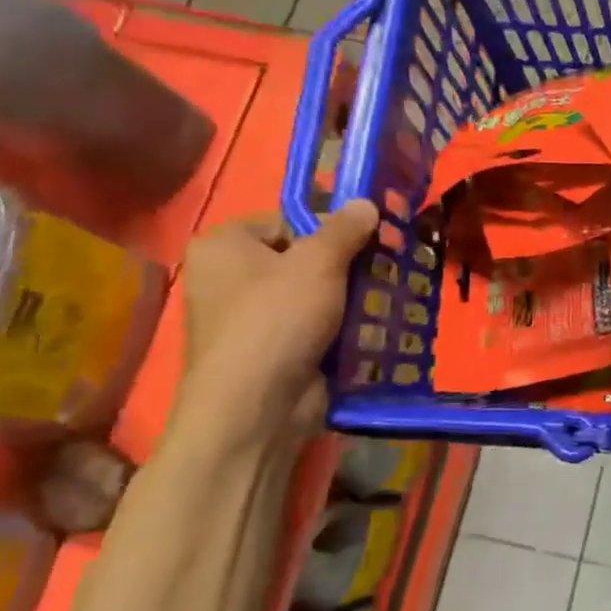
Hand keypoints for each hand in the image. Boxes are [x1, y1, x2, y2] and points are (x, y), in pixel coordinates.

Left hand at [176, 201, 377, 443]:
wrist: (257, 408)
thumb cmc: (277, 319)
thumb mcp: (319, 262)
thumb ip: (345, 229)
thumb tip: (366, 202)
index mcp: (223, 245)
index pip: (287, 220)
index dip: (330, 227)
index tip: (370, 237)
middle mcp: (227, 278)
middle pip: (302, 257)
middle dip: (346, 263)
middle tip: (386, 264)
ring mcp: (247, 318)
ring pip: (312, 293)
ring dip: (349, 295)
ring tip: (387, 294)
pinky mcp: (271, 350)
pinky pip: (313, 325)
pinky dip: (340, 325)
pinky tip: (373, 325)